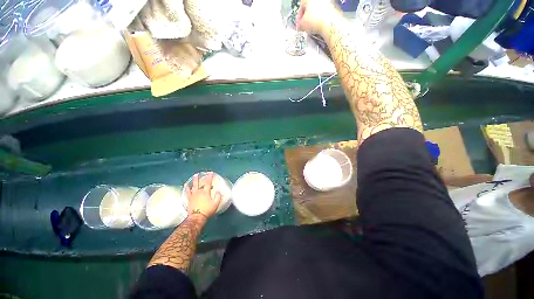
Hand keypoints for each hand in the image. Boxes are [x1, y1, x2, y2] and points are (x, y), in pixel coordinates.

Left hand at [184, 172, 221, 218]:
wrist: (197, 217)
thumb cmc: (207, 210)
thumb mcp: (216, 204)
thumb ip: (218, 197)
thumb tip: (218, 192)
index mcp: (205, 192)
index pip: (208, 183)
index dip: (209, 177)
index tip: (210, 172)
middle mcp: (199, 192)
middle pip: (198, 183)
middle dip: (198, 178)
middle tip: (198, 174)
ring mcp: (193, 196)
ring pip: (192, 187)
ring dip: (193, 181)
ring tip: (193, 177)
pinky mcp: (189, 200)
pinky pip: (187, 192)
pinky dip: (186, 188)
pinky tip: (186, 186)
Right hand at [297, 0, 339, 35]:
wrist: (330, 23)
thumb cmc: (315, 21)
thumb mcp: (302, 24)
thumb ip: (300, 24)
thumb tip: (301, 25)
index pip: (301, 6)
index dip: (299, 17)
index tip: (299, 25)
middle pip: (310, 7)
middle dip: (307, 17)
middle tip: (306, 26)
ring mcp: (327, 1)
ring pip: (318, 10)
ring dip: (315, 18)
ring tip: (313, 27)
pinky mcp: (334, 6)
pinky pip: (325, 13)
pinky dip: (322, 18)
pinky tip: (321, 26)